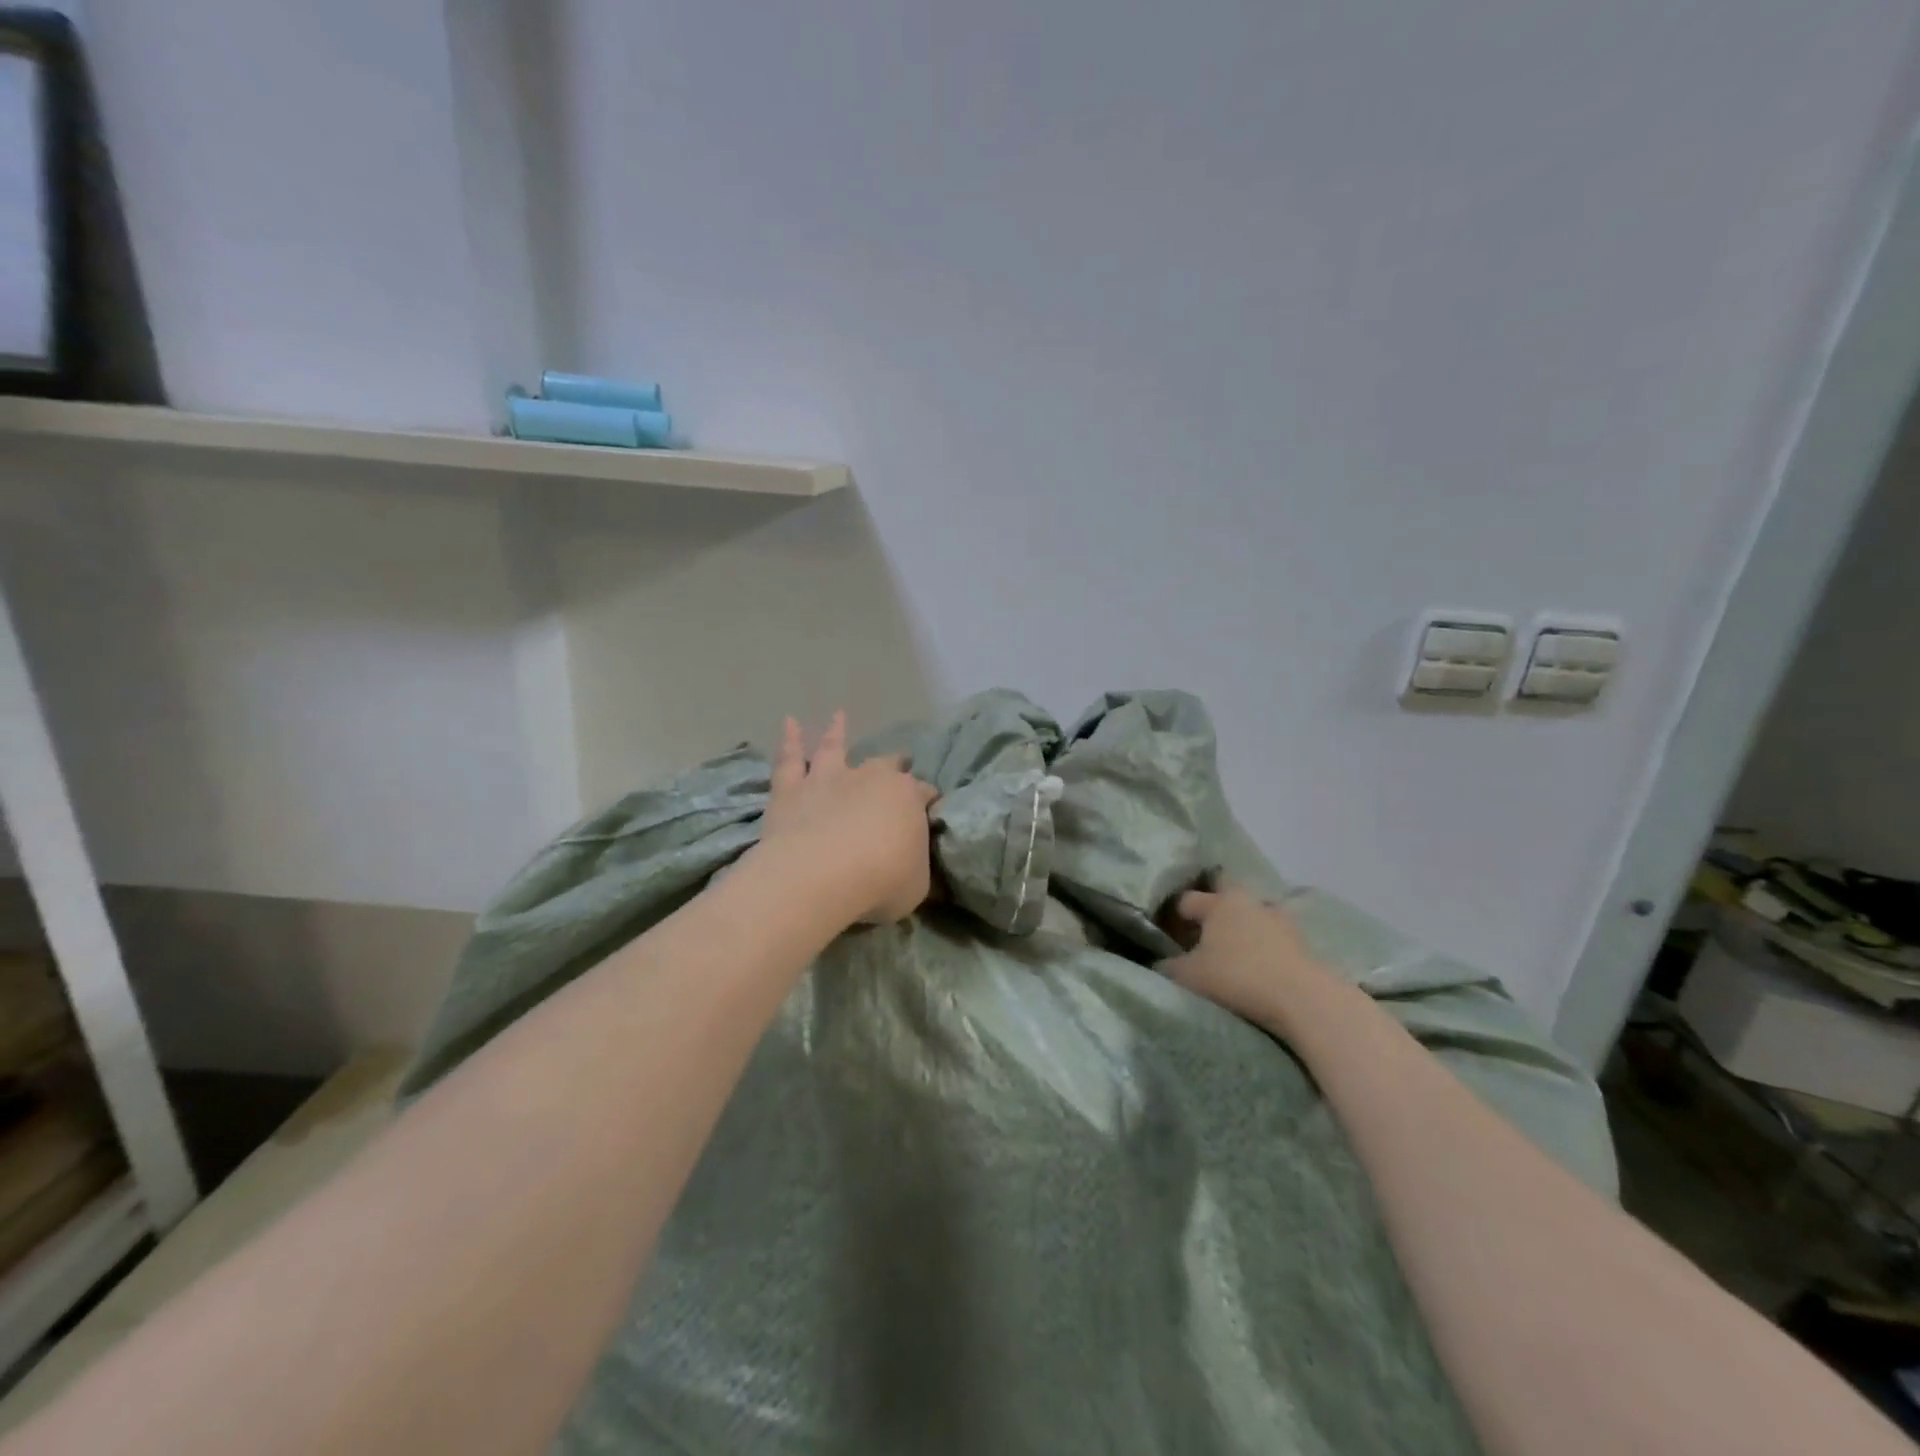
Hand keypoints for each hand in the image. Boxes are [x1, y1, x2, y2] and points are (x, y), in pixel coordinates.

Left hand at [757, 711, 937, 924]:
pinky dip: (790, 740)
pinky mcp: (791, 789)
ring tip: (838, 715)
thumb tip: (912, 861)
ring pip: (834, 748)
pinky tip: (789, 722)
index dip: (927, 800)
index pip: (923, 793)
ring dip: (837, 731)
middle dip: (895, 763)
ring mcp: (828, 779)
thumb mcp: (916, 885)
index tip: (930, 807)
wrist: (821, 876)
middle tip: (901, 759)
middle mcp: (870, 778)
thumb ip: (914, 865)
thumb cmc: (880, 882)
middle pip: (886, 765)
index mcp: (907, 798)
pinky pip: (790, 759)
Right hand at [1164, 879, 1341, 1035]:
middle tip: (1201, 926)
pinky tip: (1258, 962)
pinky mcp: (1302, 941)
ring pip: (1252, 913)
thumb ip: (1167, 966)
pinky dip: (1263, 944)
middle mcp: (1249, 901)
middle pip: (1226, 891)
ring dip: (1242, 925)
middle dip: (1213, 902)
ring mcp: (1279, 919)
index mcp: (1218, 903)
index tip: (1166, 931)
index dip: (1173, 914)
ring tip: (1232, 948)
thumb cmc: (1237, 978)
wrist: (1303, 999)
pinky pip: (1273, 936)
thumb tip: (1159, 962)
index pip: (1187, 899)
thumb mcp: (1189, 977)